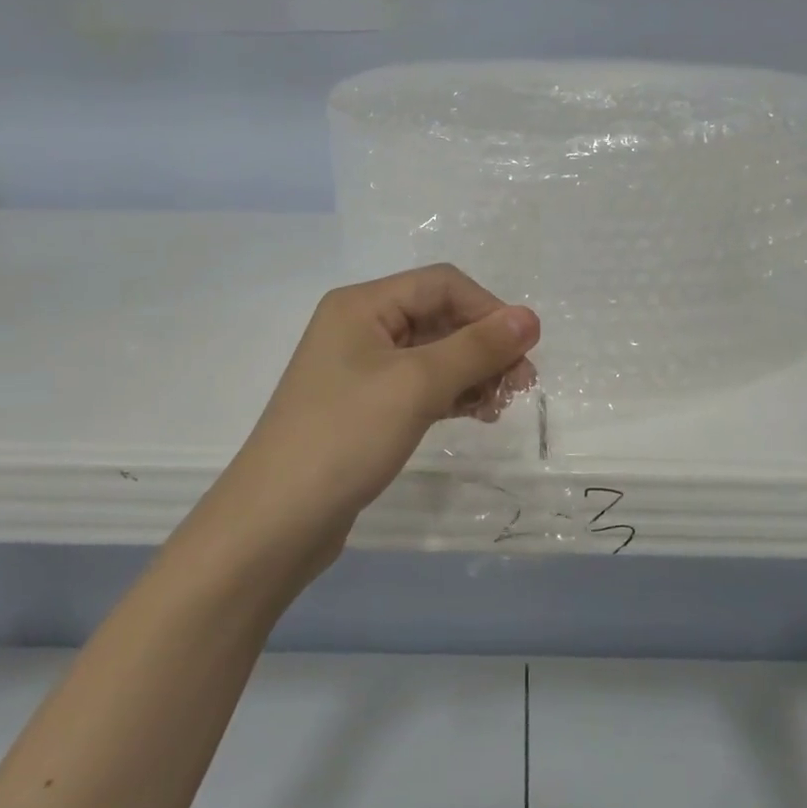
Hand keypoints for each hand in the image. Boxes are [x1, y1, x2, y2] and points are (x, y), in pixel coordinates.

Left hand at [223, 265, 539, 546]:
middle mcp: (361, 327)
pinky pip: (420, 385)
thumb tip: (531, 318)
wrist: (276, 522)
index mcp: (363, 305)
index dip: (488, 310)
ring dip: (473, 371)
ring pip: (434, 354)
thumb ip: (476, 348)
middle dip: (484, 345)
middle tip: (521, 385)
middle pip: (440, 317)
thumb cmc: (345, 437)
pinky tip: (476, 414)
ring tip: (500, 406)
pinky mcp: (366, 406)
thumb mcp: (416, 385)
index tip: (525, 350)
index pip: (442, 285)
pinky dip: (452, 394)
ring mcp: (361, 369)